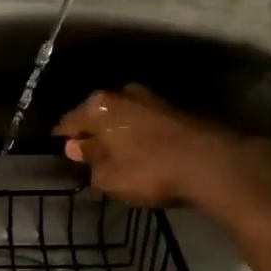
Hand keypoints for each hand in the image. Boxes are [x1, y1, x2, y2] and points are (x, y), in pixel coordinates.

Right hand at [54, 83, 270, 215]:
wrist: (211, 163)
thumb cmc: (149, 170)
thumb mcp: (109, 176)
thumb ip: (89, 160)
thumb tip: (76, 147)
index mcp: (98, 106)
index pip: (68, 122)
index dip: (62, 139)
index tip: (59, 152)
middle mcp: (121, 93)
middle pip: (96, 114)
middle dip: (92, 132)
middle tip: (88, 155)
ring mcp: (150, 98)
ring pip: (122, 116)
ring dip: (117, 132)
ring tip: (116, 154)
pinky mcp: (174, 109)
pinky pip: (143, 122)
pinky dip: (138, 134)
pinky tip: (141, 151)